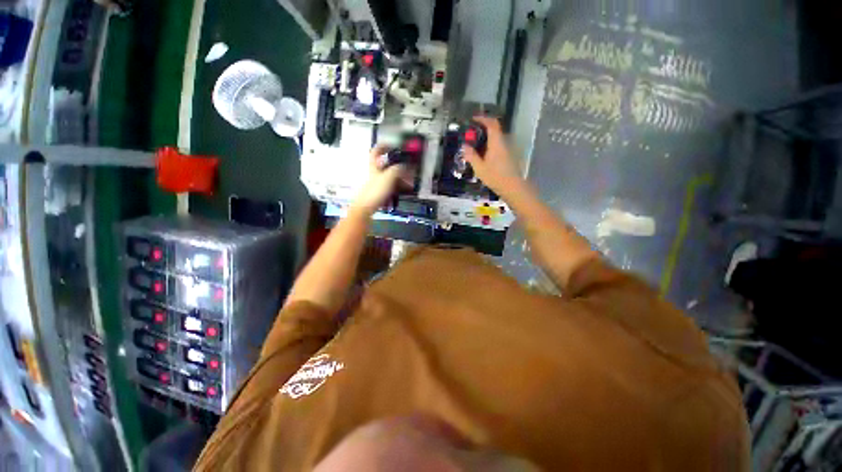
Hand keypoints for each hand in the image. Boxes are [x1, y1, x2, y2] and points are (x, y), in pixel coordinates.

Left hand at [351, 145, 408, 215]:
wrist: (365, 207)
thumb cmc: (375, 191)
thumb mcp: (389, 177)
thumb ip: (398, 169)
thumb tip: (405, 166)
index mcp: (374, 165)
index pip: (376, 150)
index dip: (384, 146)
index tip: (394, 146)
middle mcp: (374, 172)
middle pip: (385, 164)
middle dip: (397, 164)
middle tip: (407, 167)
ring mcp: (376, 183)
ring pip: (389, 176)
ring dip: (400, 177)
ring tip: (409, 181)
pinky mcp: (379, 192)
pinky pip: (390, 186)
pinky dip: (397, 186)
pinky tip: (403, 190)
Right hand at [461, 116, 524, 196]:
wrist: (513, 187)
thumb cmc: (495, 176)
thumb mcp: (479, 168)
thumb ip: (471, 156)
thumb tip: (464, 146)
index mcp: (496, 142)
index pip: (491, 123)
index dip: (483, 119)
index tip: (473, 119)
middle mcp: (503, 142)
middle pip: (494, 130)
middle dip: (482, 129)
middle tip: (471, 136)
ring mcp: (508, 149)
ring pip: (496, 139)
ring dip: (486, 139)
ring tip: (475, 147)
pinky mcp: (509, 156)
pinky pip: (498, 146)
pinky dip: (489, 146)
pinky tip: (483, 156)